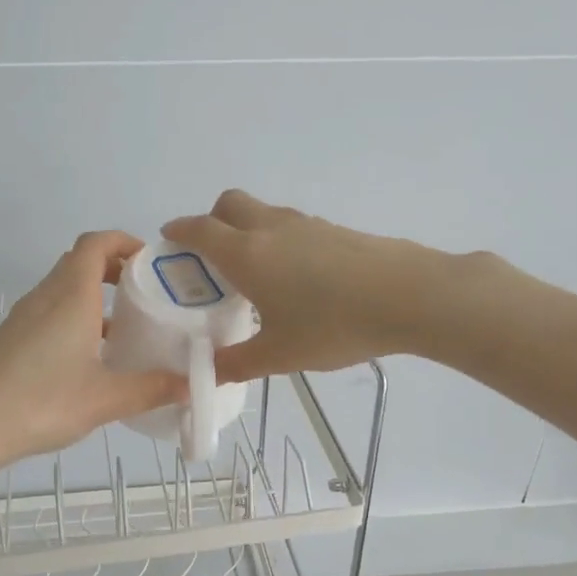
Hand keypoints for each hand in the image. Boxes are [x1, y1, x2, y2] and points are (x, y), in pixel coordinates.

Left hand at [0, 232, 186, 478]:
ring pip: (63, 286)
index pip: (96, 243)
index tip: (150, 262)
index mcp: (71, 297)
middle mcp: (46, 296)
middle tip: (144, 293)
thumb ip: (152, 389)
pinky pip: (50, 309)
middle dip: (113, 267)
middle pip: (79, 260)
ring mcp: (24, 316)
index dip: (124, 241)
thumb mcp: (107, 399)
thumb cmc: (44, 402)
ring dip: (93, 293)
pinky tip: (89, 354)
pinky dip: (74, 314)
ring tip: (123, 325)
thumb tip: (191, 386)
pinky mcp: (12, 337)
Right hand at [162, 191, 439, 382]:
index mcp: (246, 253)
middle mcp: (270, 228)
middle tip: (212, 256)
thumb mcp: (280, 354)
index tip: (169, 239)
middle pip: (229, 203)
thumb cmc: (333, 325)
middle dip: (212, 220)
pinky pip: (292, 226)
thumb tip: (210, 372)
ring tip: (256, 273)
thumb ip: (239, 363)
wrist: (408, 296)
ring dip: (248, 230)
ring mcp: (306, 224)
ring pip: (263, 213)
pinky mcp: (335, 230)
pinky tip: (297, 278)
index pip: (200, 230)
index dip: (179, 231)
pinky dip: (279, 240)